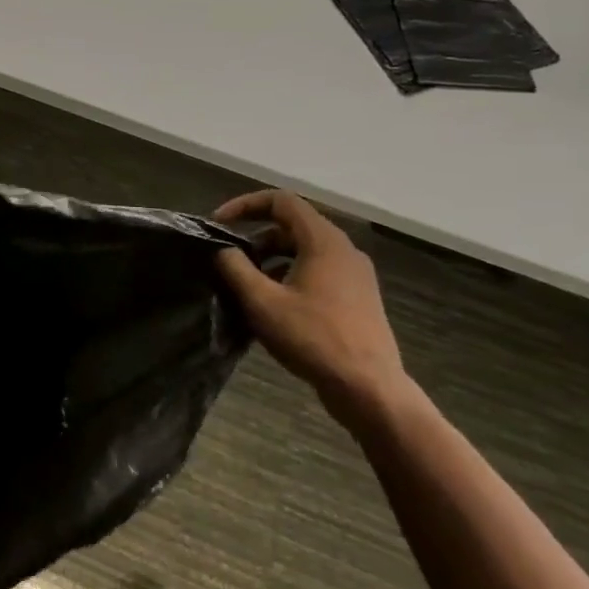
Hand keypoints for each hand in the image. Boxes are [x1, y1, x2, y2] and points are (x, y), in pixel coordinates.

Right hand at [213, 190, 408, 423]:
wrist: (368, 388)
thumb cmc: (313, 338)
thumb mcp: (262, 302)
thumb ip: (235, 268)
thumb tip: (222, 250)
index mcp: (324, 241)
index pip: (281, 201)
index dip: (245, 205)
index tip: (219, 225)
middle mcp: (344, 250)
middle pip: (292, 226)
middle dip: (256, 236)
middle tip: (229, 259)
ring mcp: (355, 274)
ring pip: (304, 250)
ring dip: (271, 258)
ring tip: (247, 284)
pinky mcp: (357, 297)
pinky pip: (317, 271)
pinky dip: (290, 275)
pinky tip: (274, 304)